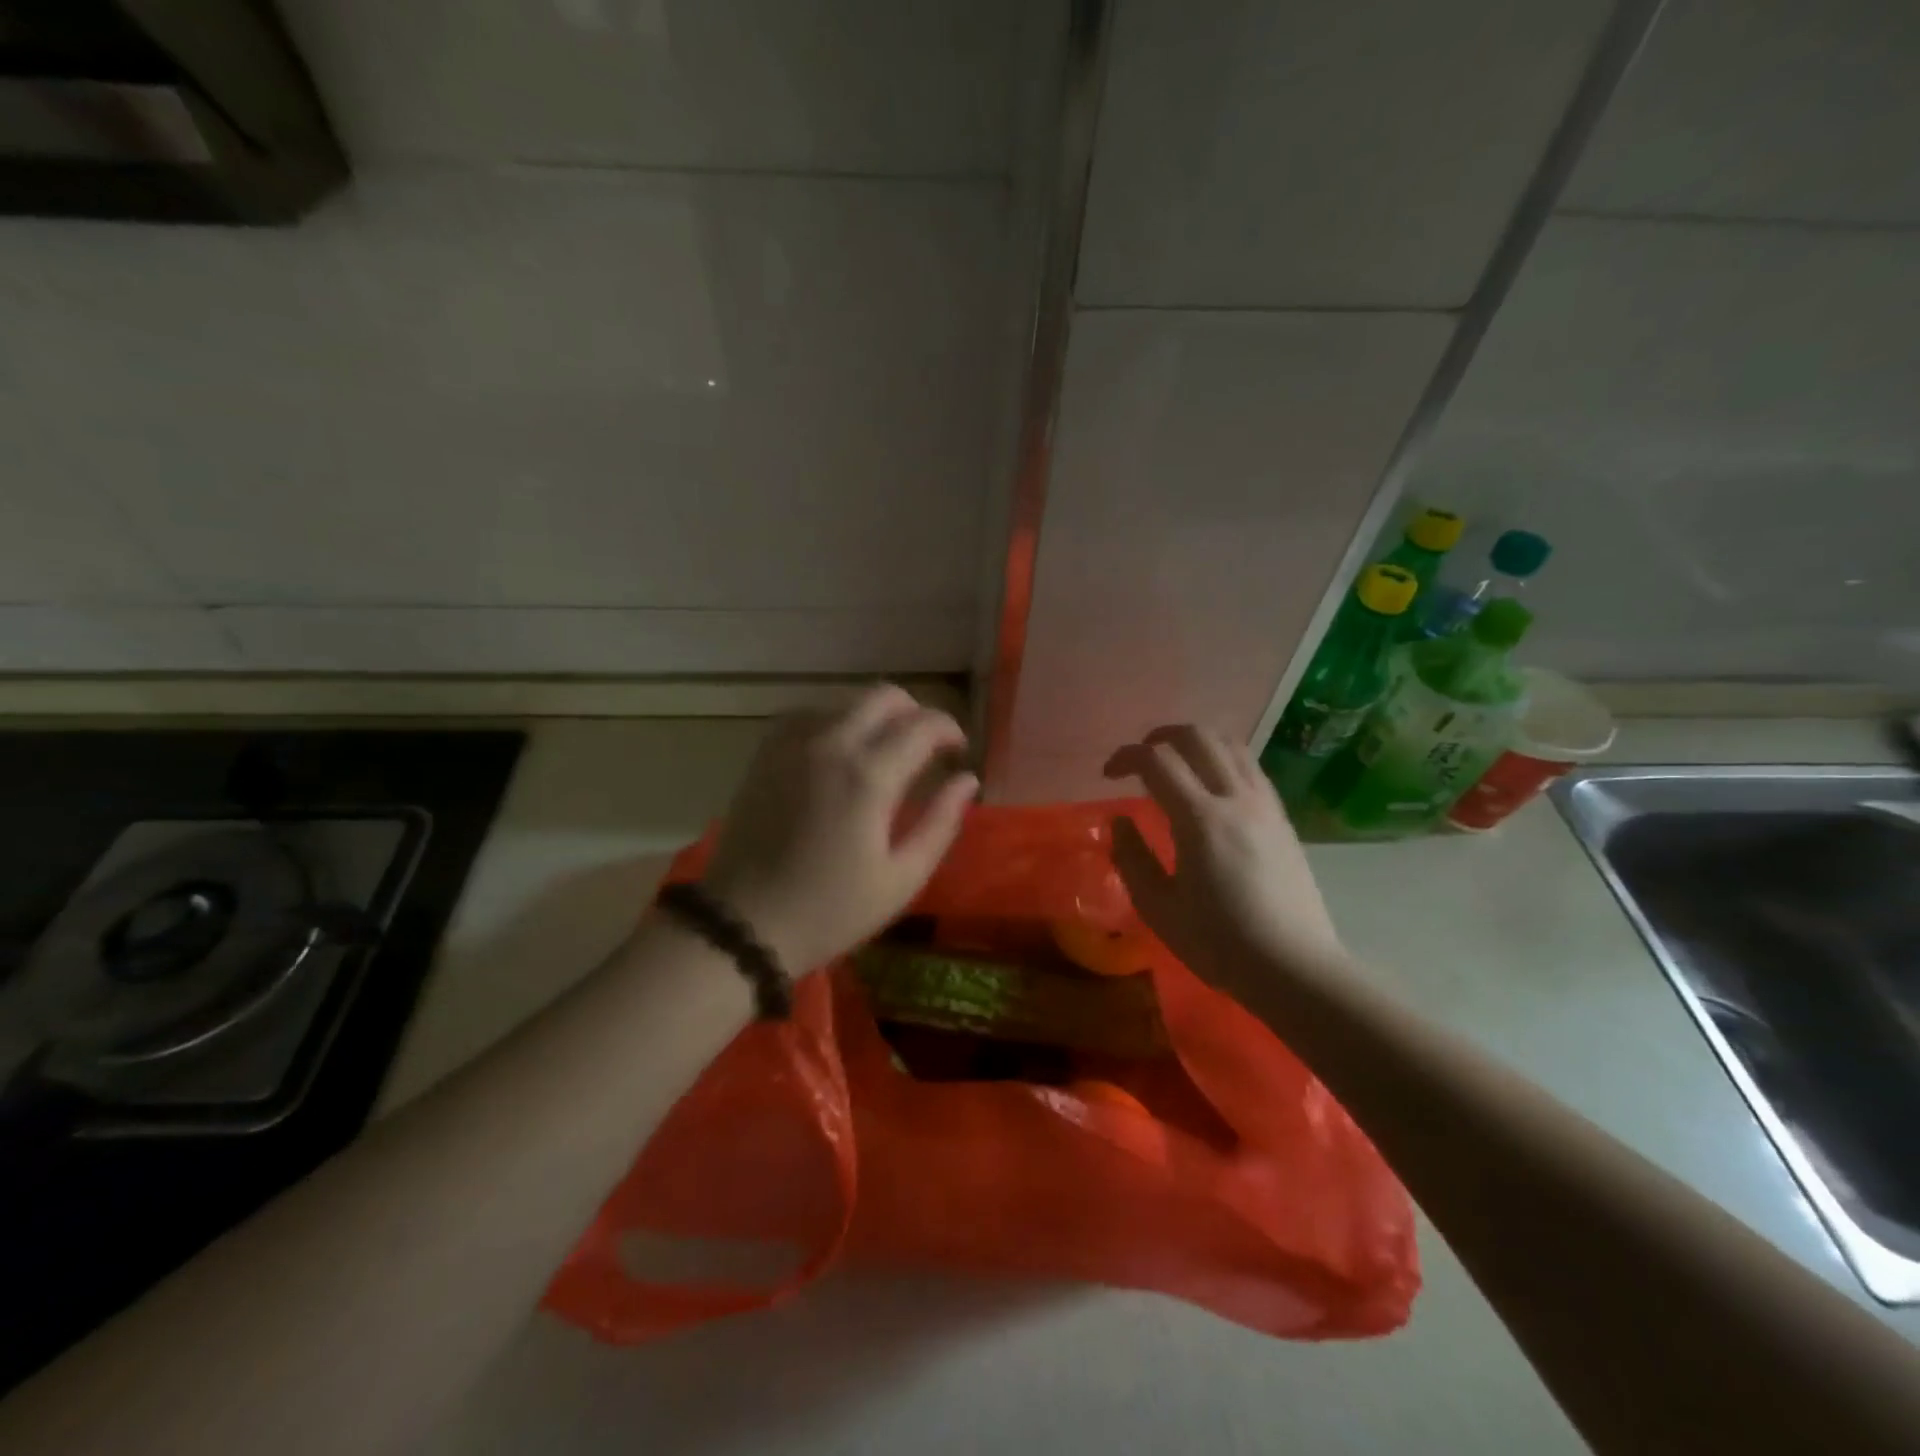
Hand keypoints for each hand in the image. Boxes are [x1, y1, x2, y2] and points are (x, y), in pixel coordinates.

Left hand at [699, 685, 977, 972]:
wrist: (743, 924)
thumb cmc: (831, 910)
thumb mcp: (901, 878)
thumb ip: (941, 823)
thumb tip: (967, 781)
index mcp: (869, 776)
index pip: (924, 725)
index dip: (950, 730)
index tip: (959, 752)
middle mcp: (831, 744)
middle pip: (885, 696)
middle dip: (916, 713)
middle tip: (927, 747)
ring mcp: (792, 744)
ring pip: (846, 700)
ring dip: (876, 715)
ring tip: (885, 751)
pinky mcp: (766, 754)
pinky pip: (808, 714)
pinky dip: (834, 720)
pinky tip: (840, 749)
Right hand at [1104, 725, 1349, 1000]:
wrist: (1294, 968)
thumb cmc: (1219, 943)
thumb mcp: (1158, 908)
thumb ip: (1132, 858)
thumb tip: (1120, 820)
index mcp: (1200, 820)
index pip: (1157, 762)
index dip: (1126, 757)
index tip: (1107, 775)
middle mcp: (1235, 799)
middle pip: (1198, 736)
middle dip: (1161, 735)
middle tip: (1141, 757)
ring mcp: (1264, 806)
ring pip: (1231, 745)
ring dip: (1196, 741)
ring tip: (1176, 762)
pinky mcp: (1282, 819)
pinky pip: (1251, 768)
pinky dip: (1224, 759)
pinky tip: (1212, 784)